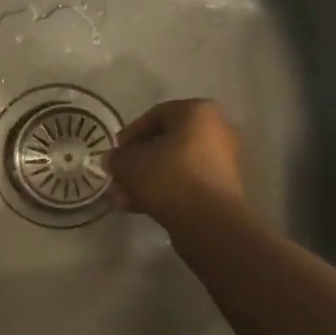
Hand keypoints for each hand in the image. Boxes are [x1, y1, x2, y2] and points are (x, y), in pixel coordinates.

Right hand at [105, 99, 248, 231]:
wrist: (209, 222)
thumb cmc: (168, 177)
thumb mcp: (129, 164)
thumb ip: (117, 158)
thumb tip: (112, 160)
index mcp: (197, 112)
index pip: (155, 115)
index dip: (129, 134)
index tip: (115, 152)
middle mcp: (216, 130)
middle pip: (166, 143)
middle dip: (137, 162)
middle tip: (117, 178)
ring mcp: (223, 161)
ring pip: (175, 166)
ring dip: (147, 180)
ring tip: (123, 199)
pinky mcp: (223, 188)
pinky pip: (188, 182)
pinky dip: (165, 191)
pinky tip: (140, 208)